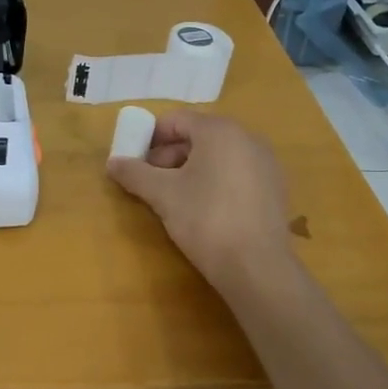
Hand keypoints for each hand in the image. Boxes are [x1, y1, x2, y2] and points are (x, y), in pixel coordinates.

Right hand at [108, 110, 294, 288]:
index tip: (135, 160)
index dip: (150, 137)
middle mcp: (248, 138)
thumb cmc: (206, 219)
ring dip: (191, 169)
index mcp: (220, 130)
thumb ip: (134, 173)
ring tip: (174, 198)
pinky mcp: (275, 189)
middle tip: (150, 181)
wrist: (257, 268)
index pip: (176, 120)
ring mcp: (266, 163)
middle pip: (198, 136)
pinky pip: (237, 173)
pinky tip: (205, 209)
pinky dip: (216, 181)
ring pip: (218, 156)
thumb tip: (112, 163)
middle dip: (170, 155)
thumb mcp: (162, 195)